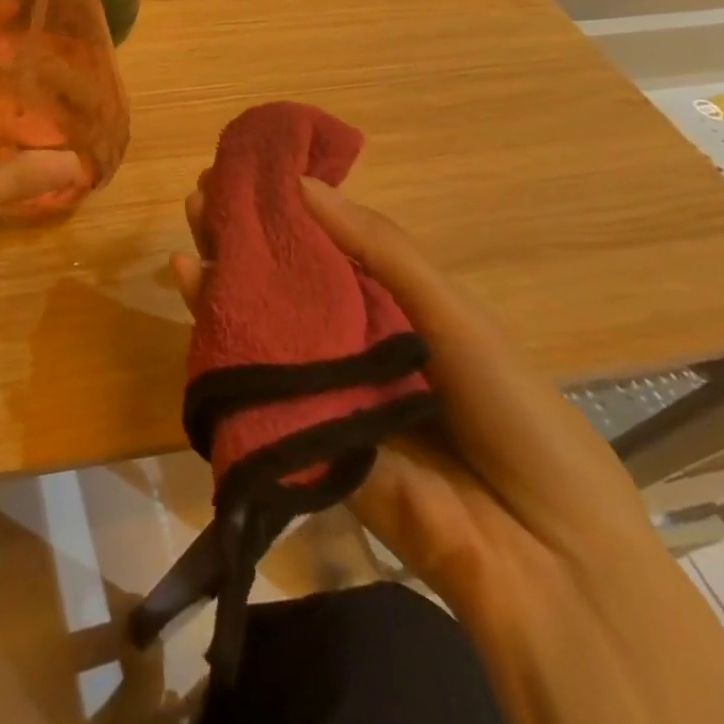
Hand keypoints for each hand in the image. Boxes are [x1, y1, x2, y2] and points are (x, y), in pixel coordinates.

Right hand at [173, 176, 723, 723]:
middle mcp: (346, 336)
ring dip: (222, 265)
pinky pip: (246, 368)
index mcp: (391, 306)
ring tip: (192, 217)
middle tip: (203, 190)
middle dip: (244, 232)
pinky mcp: (289, 422)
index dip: (287, 207)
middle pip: (283, 275)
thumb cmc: (510, 411)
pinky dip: (212, 324)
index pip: (326, 244)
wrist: (537, 553)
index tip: (248, 169)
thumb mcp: (453, 314)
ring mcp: (316, 379)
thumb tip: (302, 184)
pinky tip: (186, 280)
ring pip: (258, 314)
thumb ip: (381, 249)